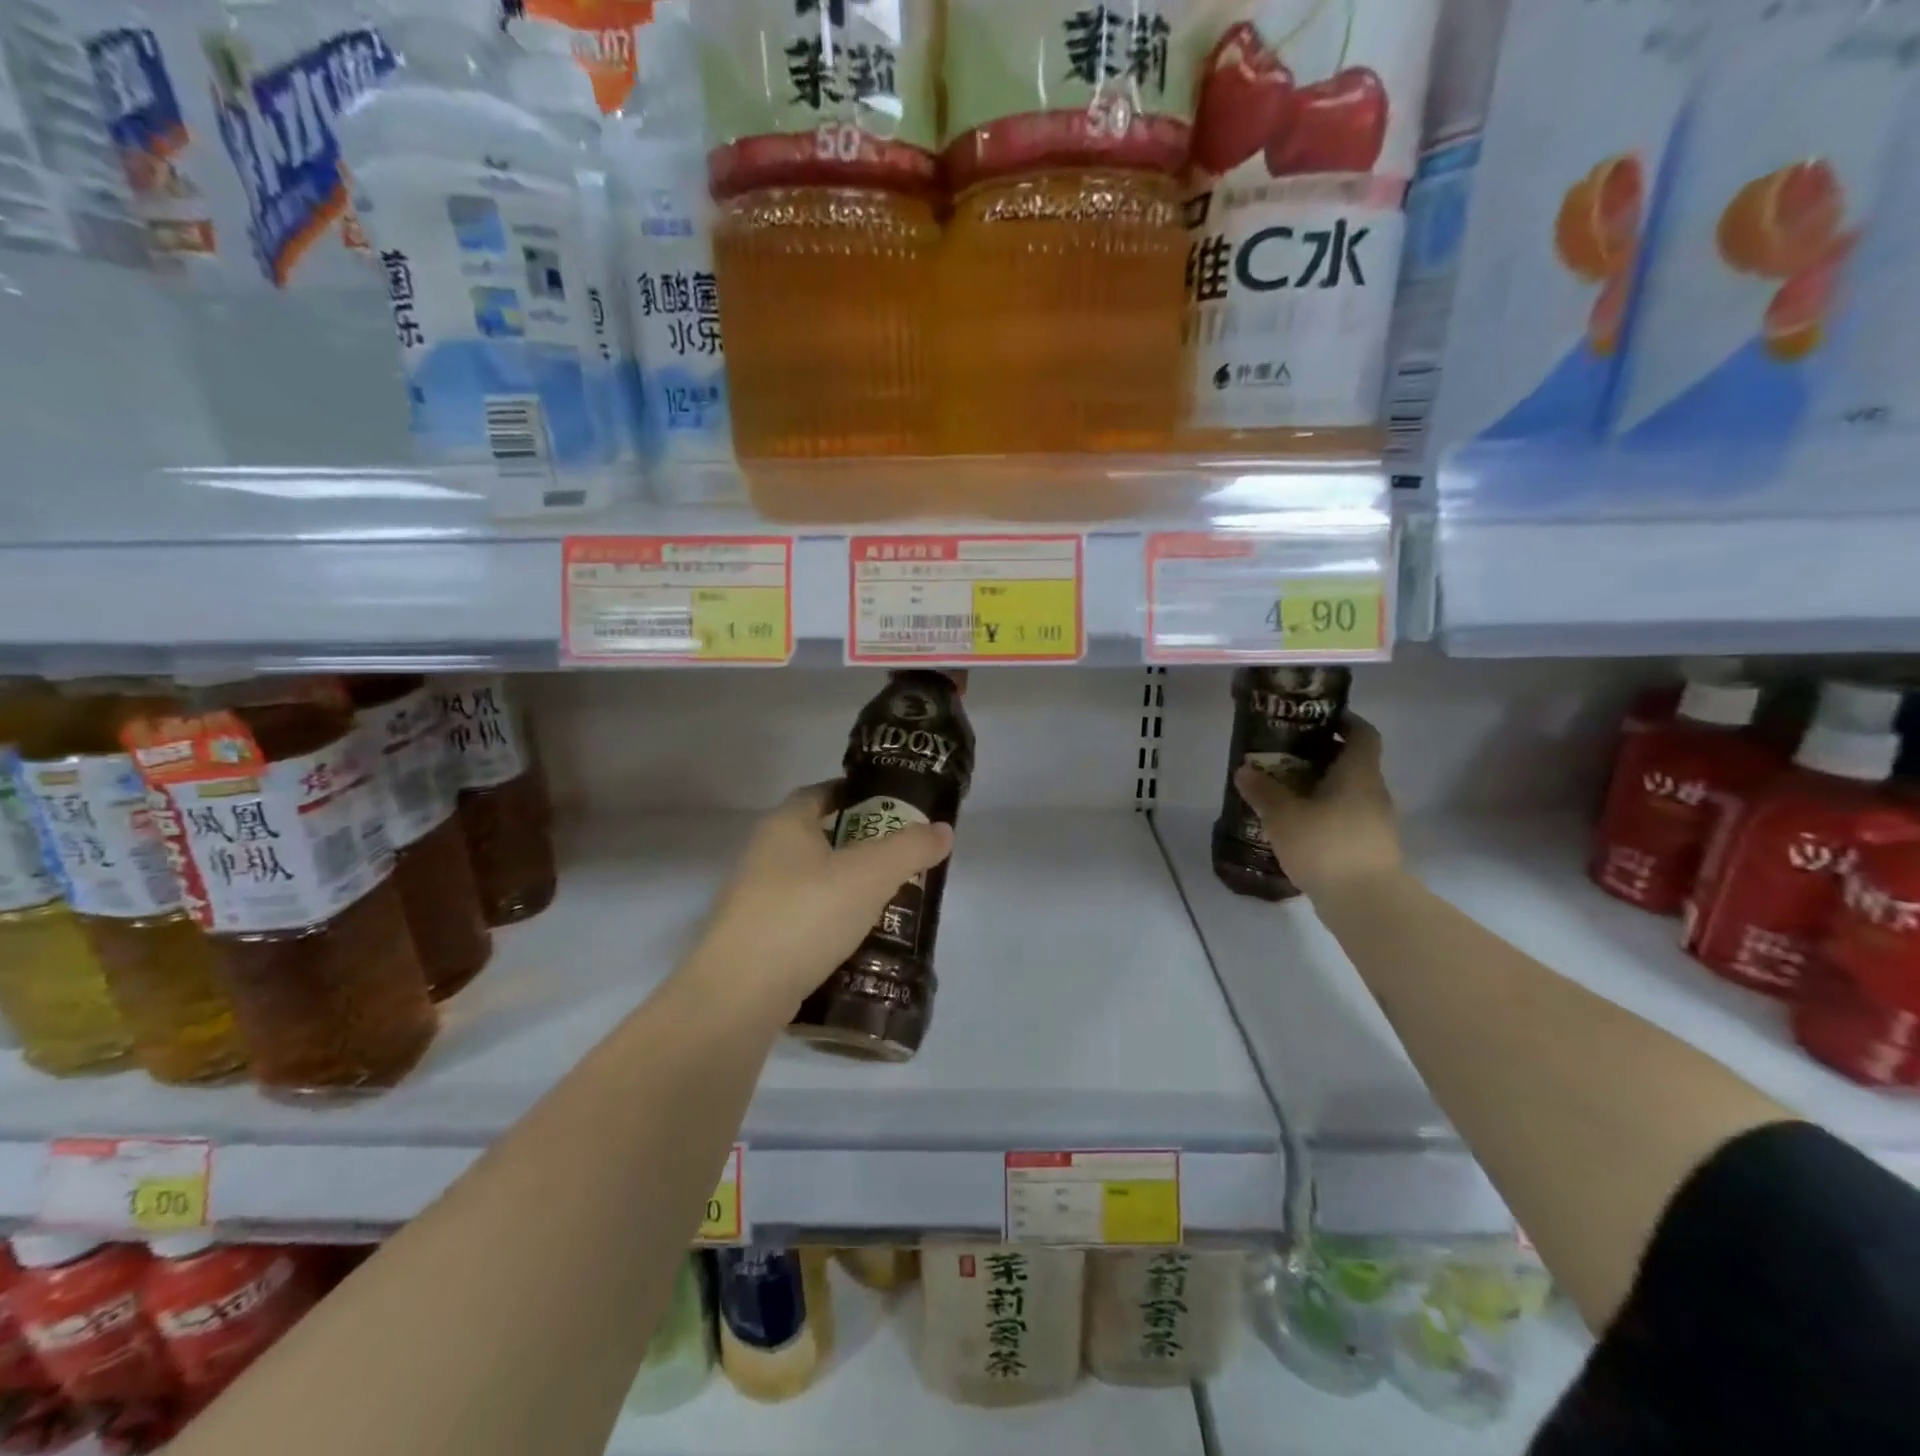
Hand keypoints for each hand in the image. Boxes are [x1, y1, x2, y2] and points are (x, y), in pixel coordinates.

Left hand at [692, 782, 954, 1015]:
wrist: (739, 994)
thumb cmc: (806, 914)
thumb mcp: (871, 874)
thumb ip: (910, 848)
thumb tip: (942, 830)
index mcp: (785, 825)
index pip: (822, 793)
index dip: (858, 795)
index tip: (893, 810)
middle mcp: (763, 854)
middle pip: (818, 838)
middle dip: (859, 846)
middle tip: (900, 860)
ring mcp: (754, 899)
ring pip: (810, 881)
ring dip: (845, 887)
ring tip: (886, 902)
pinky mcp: (754, 940)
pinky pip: (801, 919)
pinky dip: (828, 922)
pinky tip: (855, 941)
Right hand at [1233, 714, 1401, 900]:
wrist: (1366, 902)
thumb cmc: (1326, 845)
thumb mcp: (1283, 815)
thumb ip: (1263, 791)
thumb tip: (1244, 770)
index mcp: (1358, 773)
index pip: (1362, 734)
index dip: (1344, 722)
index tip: (1315, 720)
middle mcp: (1372, 791)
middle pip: (1351, 763)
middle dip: (1320, 756)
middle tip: (1284, 756)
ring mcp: (1374, 821)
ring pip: (1347, 792)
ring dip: (1319, 788)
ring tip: (1283, 792)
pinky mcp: (1369, 847)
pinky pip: (1345, 818)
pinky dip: (1323, 814)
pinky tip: (1296, 826)